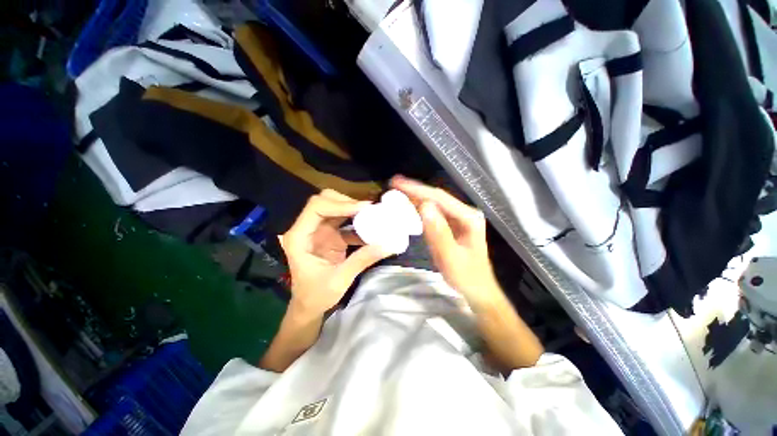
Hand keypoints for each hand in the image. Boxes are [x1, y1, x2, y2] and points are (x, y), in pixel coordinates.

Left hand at [280, 189, 389, 318]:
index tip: (363, 209)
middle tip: (368, 210)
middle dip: (347, 202)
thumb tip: (388, 244)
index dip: (339, 204)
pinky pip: (343, 221)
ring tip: (373, 214)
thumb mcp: (340, 279)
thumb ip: (363, 259)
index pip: (316, 208)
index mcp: (299, 237)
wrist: (309, 306)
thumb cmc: (316, 295)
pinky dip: (357, 222)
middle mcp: (307, 229)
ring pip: (335, 208)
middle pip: (325, 202)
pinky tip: (371, 227)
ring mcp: (318, 231)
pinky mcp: (329, 235)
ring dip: (353, 210)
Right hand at [391, 176, 502, 309]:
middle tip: (394, 183)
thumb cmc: (466, 276)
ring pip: (435, 203)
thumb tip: (424, 206)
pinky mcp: (453, 225)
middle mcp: (465, 213)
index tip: (398, 183)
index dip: (418, 189)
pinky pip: (435, 213)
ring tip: (398, 191)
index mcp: (469, 218)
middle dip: (415, 189)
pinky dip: (420, 208)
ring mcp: (459, 219)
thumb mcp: (450, 257)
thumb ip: (438, 232)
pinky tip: (410, 205)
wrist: (477, 289)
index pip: (440, 198)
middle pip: (437, 197)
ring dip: (416, 197)